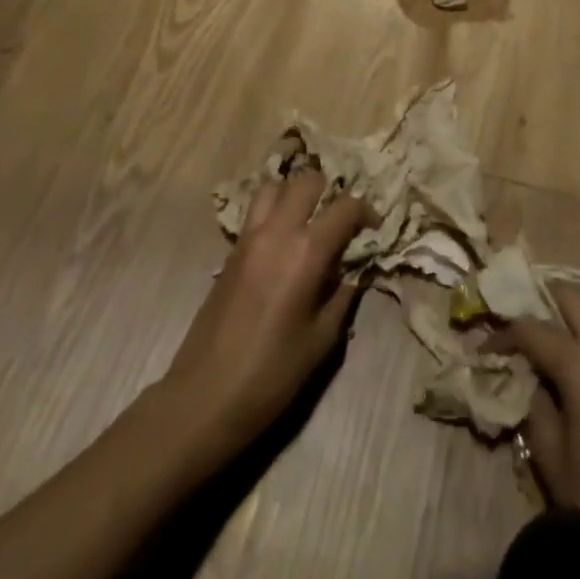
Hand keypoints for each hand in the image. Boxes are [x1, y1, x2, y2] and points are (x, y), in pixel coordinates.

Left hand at [163, 168, 370, 449]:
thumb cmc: (272, 374)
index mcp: (306, 251)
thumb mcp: (322, 339)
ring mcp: (248, 237)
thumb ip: (344, 295)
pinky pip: (255, 211)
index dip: (366, 212)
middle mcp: (277, 231)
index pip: (345, 207)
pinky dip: (274, 210)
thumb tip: (357, 270)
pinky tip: (284, 241)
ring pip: (275, 187)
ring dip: (296, 194)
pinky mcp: (230, 250)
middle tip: (341, 219)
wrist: (205, 397)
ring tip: (310, 220)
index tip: (374, 230)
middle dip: (331, 191)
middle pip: (307, 181)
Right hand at [492, 285, 579, 557]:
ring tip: (551, 322)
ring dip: (575, 304)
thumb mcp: (548, 448)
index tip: (484, 346)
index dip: (503, 334)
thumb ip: (534, 398)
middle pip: (571, 295)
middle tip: (516, 317)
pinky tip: (579, 343)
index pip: (532, 328)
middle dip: (540, 298)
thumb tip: (527, 374)